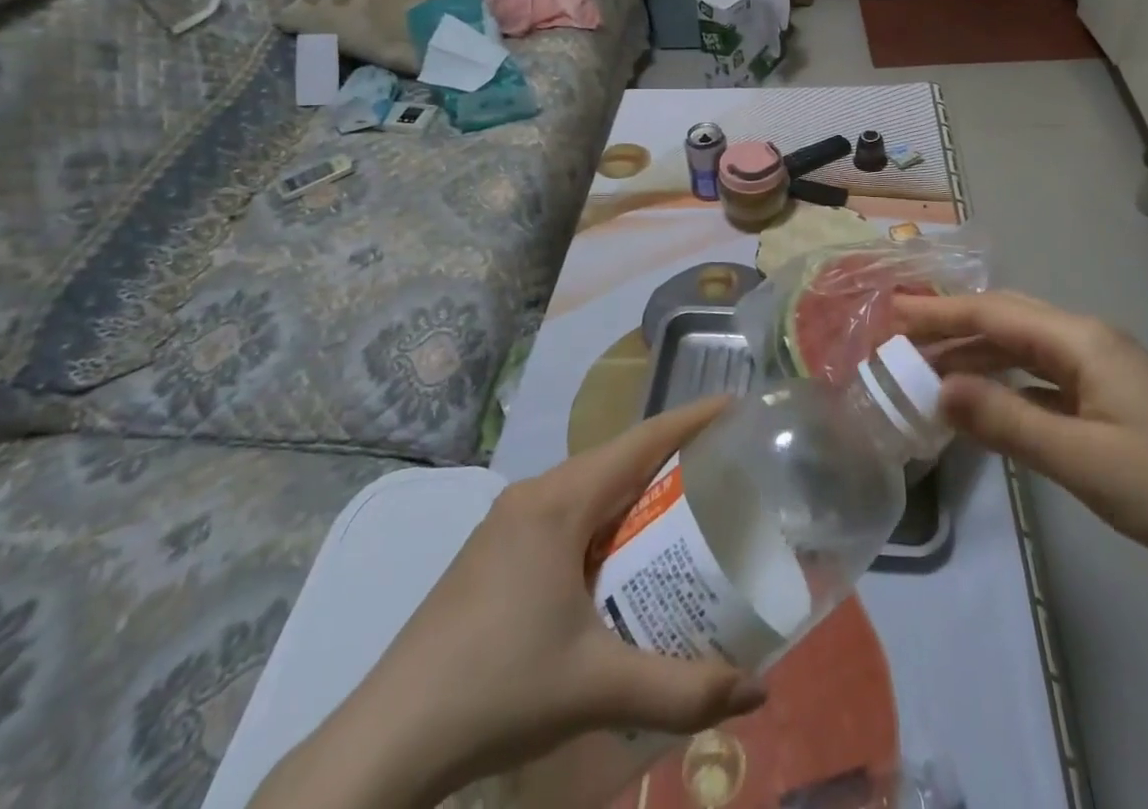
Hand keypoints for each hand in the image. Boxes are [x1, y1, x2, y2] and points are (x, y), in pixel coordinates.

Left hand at [250, 399, 765, 808]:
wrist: (387, 740)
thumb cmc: (498, 690)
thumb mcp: (598, 687)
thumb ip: (684, 690)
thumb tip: (760, 696)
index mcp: (560, 501)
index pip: (641, 440)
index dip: (692, 420)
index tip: (736, 408)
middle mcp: (535, 494)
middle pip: (618, 458)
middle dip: (672, 459)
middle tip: (726, 473)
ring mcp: (508, 521)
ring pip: (590, 486)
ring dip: (635, 492)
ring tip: (685, 513)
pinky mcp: (494, 550)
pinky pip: (567, 513)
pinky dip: (605, 519)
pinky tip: (621, 561)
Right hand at [897, 292, 1147, 585]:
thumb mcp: (1080, 458)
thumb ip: (1005, 420)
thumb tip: (936, 388)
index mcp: (1081, 340)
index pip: (995, 313)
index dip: (940, 311)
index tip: (891, 312)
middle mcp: (1087, 342)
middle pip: (1007, 321)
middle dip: (952, 325)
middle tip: (899, 338)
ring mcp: (1100, 371)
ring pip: (1023, 350)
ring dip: (976, 356)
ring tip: (927, 370)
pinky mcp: (1107, 400)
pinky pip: (1041, 379)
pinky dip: (1004, 384)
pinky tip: (982, 401)